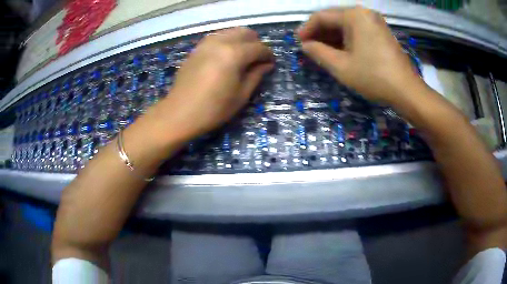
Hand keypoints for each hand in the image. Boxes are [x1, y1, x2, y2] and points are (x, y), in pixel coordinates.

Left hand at [164, 27, 273, 138]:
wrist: (180, 113)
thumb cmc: (214, 109)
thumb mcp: (241, 95)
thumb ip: (256, 75)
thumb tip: (267, 64)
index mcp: (234, 54)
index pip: (259, 47)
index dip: (268, 55)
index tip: (271, 64)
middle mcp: (221, 42)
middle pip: (245, 32)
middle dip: (255, 43)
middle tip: (257, 59)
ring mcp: (206, 44)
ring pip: (230, 31)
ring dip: (241, 40)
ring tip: (242, 56)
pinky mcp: (197, 49)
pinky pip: (216, 37)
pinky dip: (226, 41)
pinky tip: (225, 55)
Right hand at [298, 6, 424, 103]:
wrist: (407, 91)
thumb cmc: (373, 76)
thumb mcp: (341, 66)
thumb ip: (319, 52)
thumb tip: (305, 45)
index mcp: (354, 15)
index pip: (322, 16)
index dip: (307, 29)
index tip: (298, 42)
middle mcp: (364, 13)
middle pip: (334, 18)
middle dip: (319, 33)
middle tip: (308, 48)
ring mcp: (374, 22)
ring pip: (346, 25)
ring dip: (332, 37)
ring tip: (321, 51)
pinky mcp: (381, 32)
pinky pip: (357, 30)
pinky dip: (345, 39)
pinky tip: (339, 50)